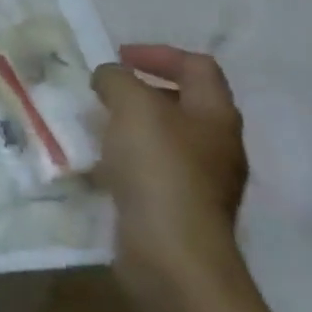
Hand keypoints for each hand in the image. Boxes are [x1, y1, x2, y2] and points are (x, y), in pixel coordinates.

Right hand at [91, 45, 248, 311]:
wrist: (173, 258)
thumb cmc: (159, 170)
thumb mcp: (132, 106)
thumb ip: (117, 79)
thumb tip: (110, 78)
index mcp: (216, 115)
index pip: (197, 66)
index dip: (159, 54)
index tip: (119, 57)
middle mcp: (216, 146)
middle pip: (182, 102)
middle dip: (140, 90)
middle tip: (102, 91)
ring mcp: (201, 182)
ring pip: (163, 138)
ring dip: (129, 126)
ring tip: (94, 126)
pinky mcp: (179, 210)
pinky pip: (151, 171)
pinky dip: (125, 160)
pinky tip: (100, 165)